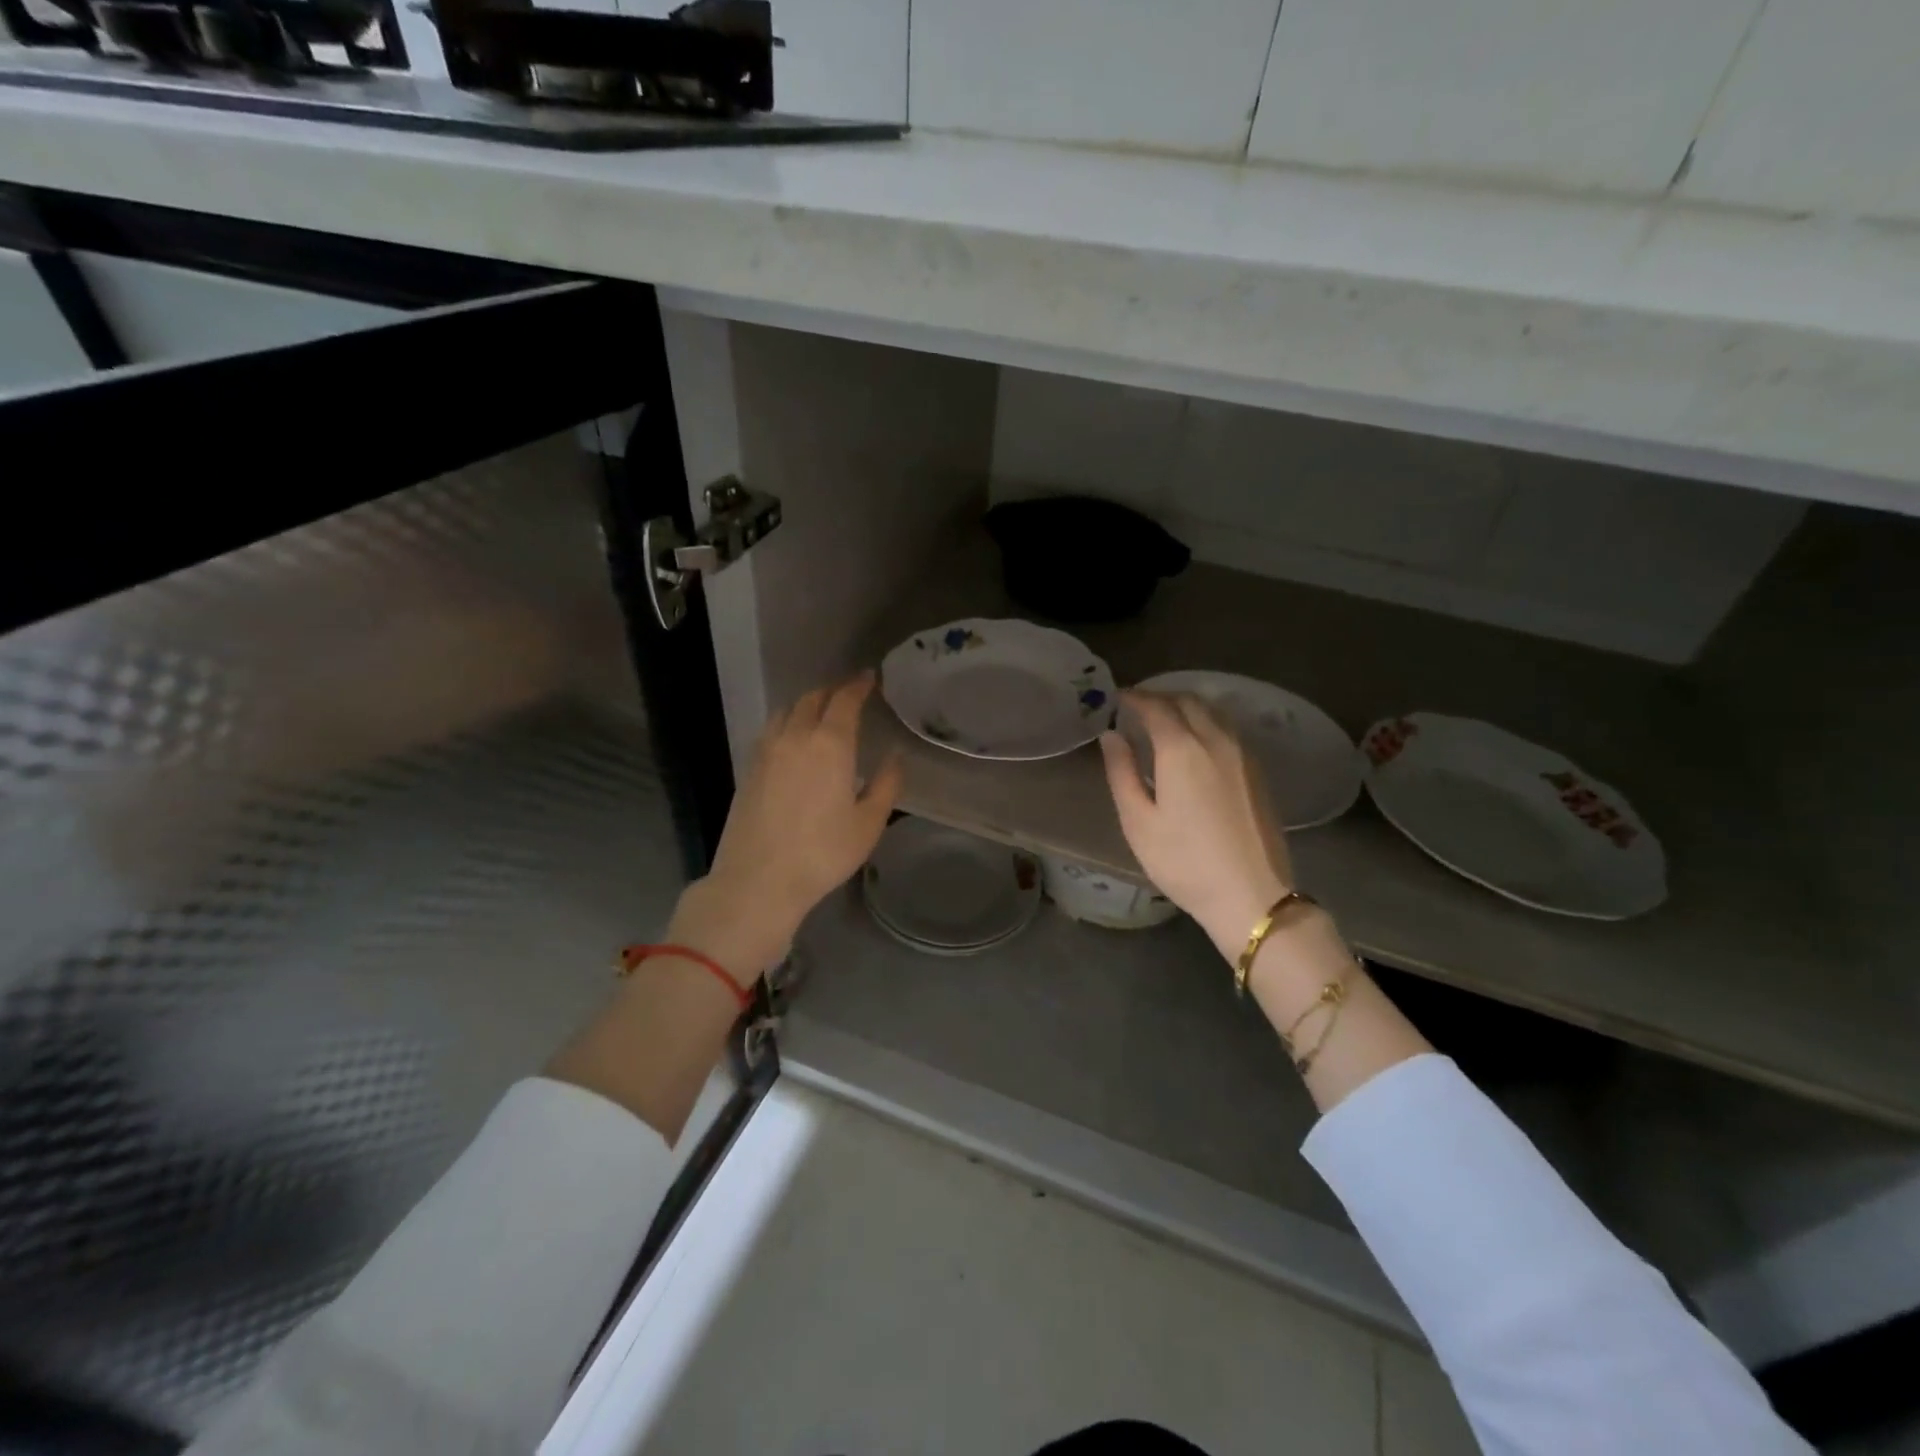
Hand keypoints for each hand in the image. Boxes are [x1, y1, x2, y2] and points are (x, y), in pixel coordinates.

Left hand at [674, 673, 901, 977]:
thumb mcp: (868, 824)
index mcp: (829, 744)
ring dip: (806, 704)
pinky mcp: (749, 769)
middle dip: (832, 691)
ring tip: (820, 714)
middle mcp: (795, 737)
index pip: (844, 700)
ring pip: (786, 711)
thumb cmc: (823, 853)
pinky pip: (771, 731)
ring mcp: (766, 751)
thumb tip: (894, 757)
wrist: (758, 880)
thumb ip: (886, 785)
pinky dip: (787, 723)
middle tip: (848, 694)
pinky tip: (794, 742)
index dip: (858, 685)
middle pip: (812, 699)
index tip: (869, 678)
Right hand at [1100, 691, 1293, 957]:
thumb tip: (1112, 736)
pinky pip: (1228, 728)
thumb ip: (1122, 772)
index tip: (1117, 698)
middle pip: (1188, 700)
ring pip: (1213, 711)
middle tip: (1137, 706)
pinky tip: (1196, 740)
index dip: (1134, 698)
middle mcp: (1216, 740)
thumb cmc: (1184, 862)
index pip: (1155, 707)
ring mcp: (1242, 753)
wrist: (1252, 895)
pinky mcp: (1257, 770)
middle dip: (1160, 697)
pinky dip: (1206, 721)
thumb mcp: (1138, 822)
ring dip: (1186, 705)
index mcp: (1182, 749)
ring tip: (1165, 719)